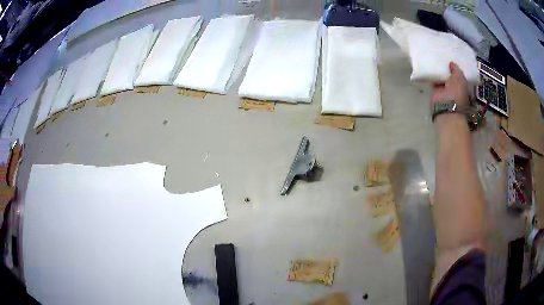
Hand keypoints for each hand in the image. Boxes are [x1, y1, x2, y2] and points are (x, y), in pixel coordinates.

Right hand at [431, 62, 469, 106]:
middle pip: (450, 76)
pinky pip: (434, 80)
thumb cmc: (457, 92)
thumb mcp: (459, 77)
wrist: (446, 104)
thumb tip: (451, 63)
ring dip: (439, 71)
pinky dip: (432, 75)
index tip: (451, 59)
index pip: (459, 75)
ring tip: (435, 59)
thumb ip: (456, 69)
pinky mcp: (436, 91)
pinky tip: (430, 66)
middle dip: (447, 68)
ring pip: (442, 78)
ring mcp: (445, 90)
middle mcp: (454, 88)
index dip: (455, 68)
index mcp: (463, 86)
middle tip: (442, 57)